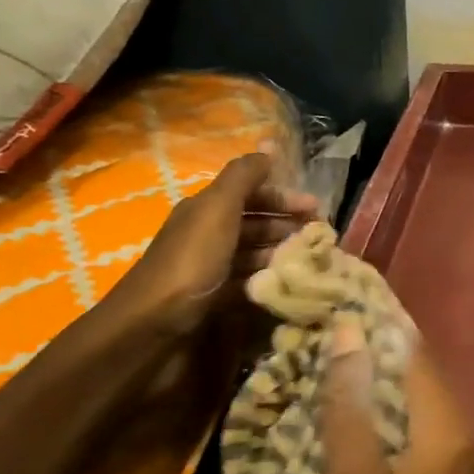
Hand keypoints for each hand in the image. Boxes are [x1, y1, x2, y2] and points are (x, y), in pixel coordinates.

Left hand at [102, 149, 317, 338]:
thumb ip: (243, 177)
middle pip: (253, 223)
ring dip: (281, 252)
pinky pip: (248, 282)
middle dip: (287, 225)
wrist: (153, 326)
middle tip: (320, 237)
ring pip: (253, 253)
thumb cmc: (191, 263)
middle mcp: (207, 234)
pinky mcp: (213, 299)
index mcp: (206, 209)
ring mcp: (210, 268)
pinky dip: (268, 279)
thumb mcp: (217, 210)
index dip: (283, 196)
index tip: (316, 209)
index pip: (250, 193)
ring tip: (310, 262)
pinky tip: (287, 284)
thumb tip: (268, 147)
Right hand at [319, 321, 473, 473]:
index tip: (347, 320)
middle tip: (344, 367)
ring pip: (445, 421)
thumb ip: (351, 406)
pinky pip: (457, 453)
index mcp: (453, 437)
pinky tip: (396, 458)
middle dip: (390, 373)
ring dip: (406, 410)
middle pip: (434, 389)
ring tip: (361, 409)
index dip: (382, 336)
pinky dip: (425, 443)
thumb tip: (350, 332)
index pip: (418, 359)